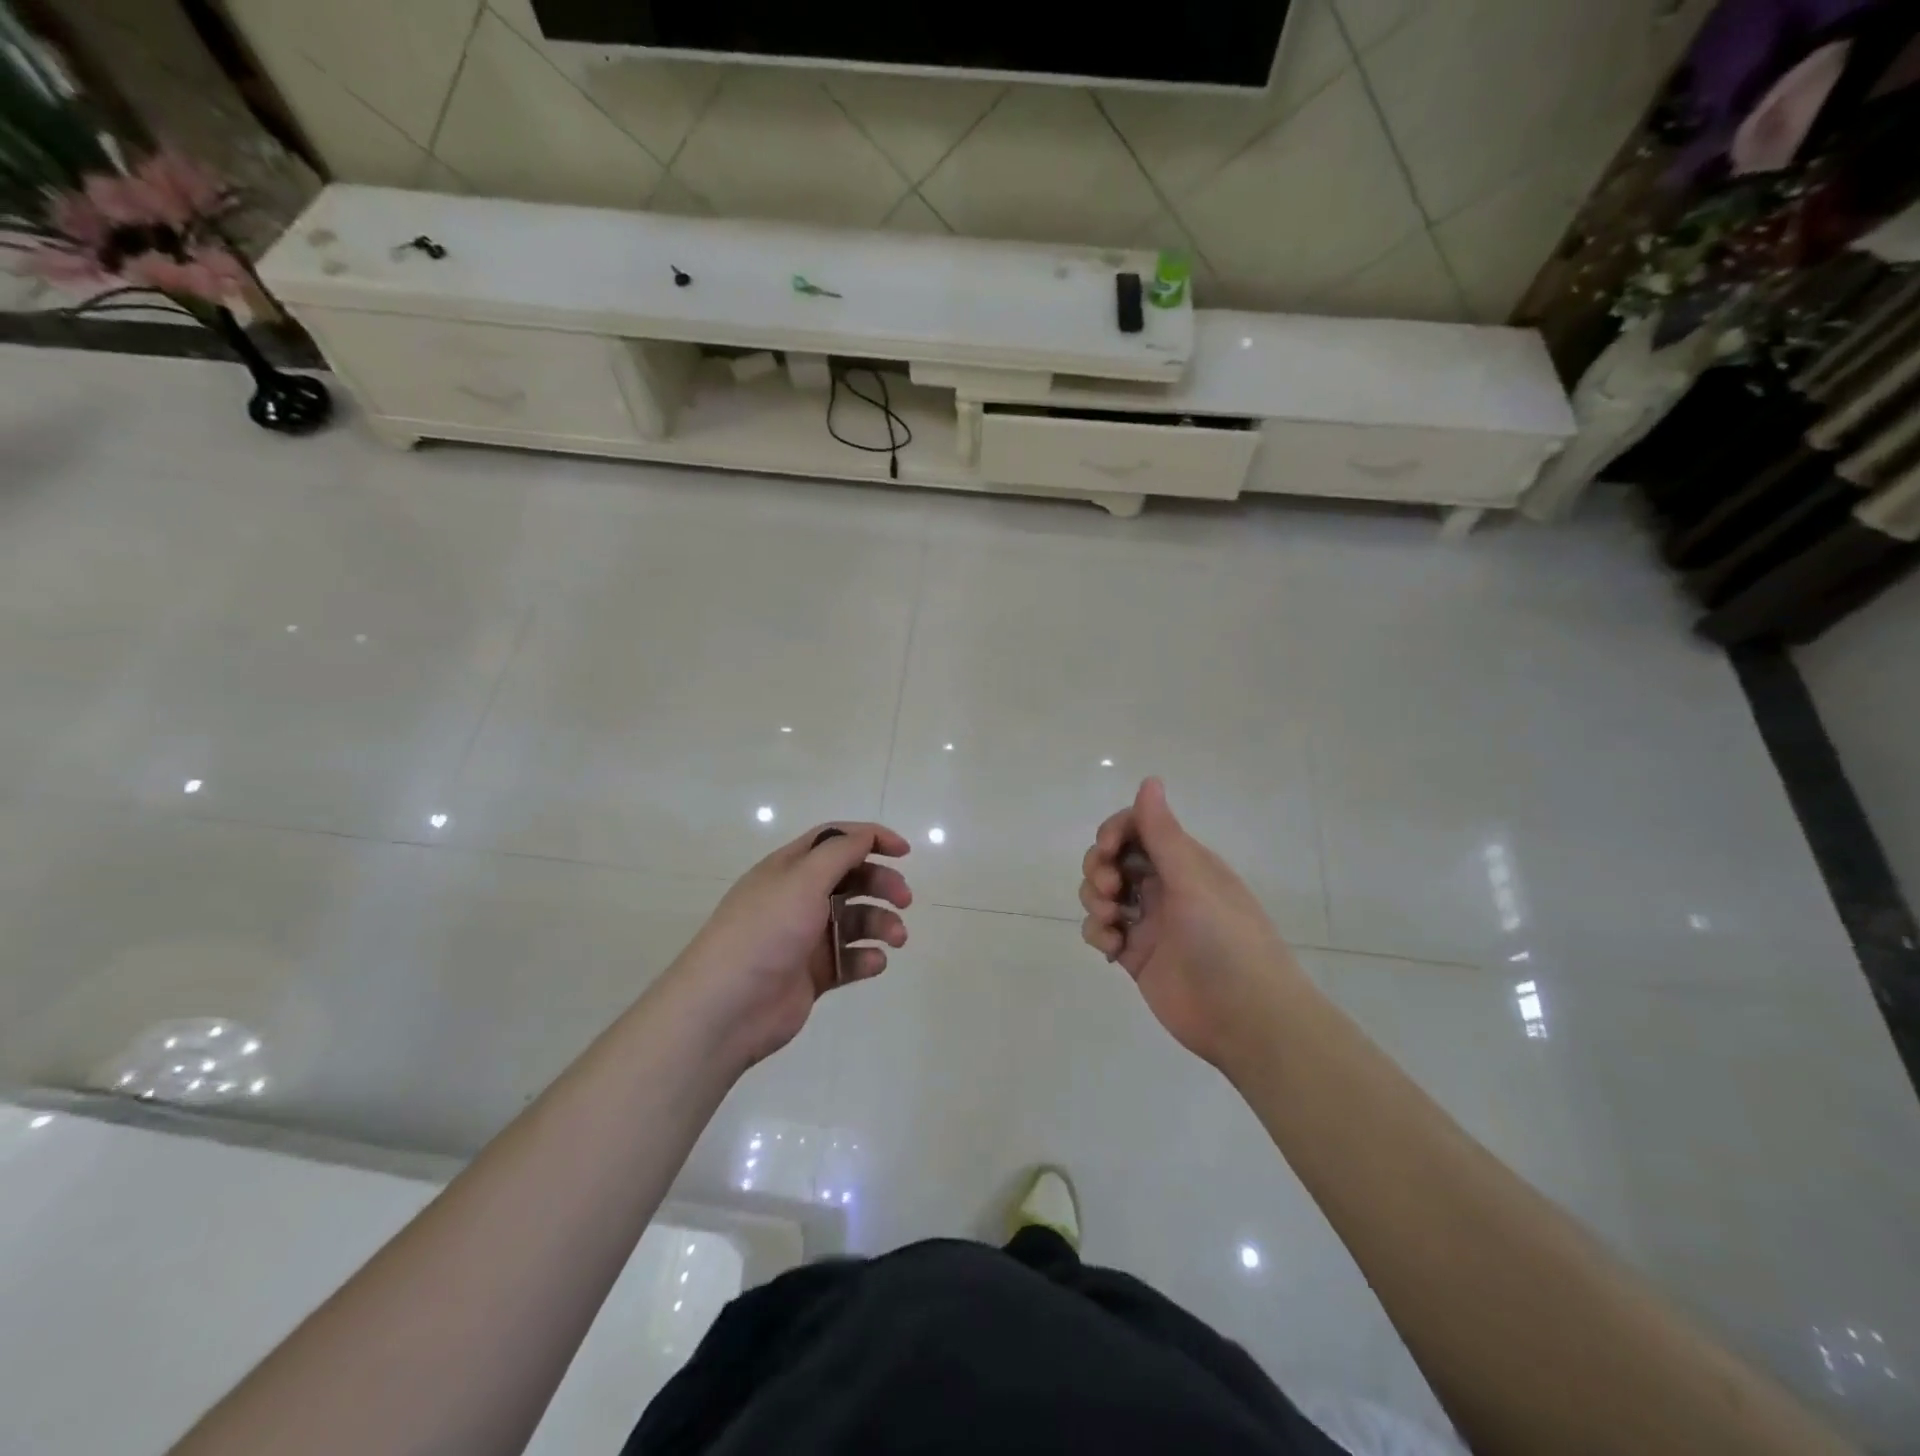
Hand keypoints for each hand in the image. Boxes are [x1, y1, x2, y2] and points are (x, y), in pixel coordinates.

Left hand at [670, 822, 911, 1067]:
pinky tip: (874, 963)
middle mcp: (798, 898)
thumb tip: (866, 834)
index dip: (870, 839)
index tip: (904, 851)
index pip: (835, 841)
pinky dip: (867, 958)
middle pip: (851, 879)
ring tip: (896, 939)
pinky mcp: (813, 974)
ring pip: (855, 920)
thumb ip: (839, 853)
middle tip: (905, 899)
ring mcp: (806, 937)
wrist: (727, 1007)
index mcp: (789, 869)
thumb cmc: (766, 931)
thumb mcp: (802, 879)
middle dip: (882, 884)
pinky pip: (849, 959)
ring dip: (881, 923)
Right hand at [1079, 778, 1303, 1068]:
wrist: (1246, 1018)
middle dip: (1099, 867)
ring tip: (1111, 921)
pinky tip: (1114, 949)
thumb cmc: (1225, 940)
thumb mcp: (1193, 880)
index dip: (1114, 832)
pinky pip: (1102, 930)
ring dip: (1095, 899)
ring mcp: (1148, 921)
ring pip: (1102, 894)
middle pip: (1113, 859)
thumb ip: (1163, 833)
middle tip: (1109, 888)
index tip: (1107, 849)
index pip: (1138, 827)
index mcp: (1184, 862)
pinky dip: (1099, 933)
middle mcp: (1164, 886)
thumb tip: (1149, 779)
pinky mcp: (1135, 955)